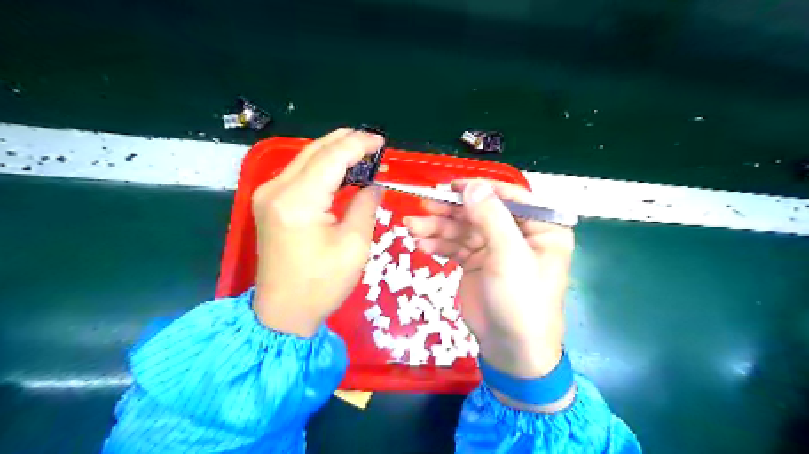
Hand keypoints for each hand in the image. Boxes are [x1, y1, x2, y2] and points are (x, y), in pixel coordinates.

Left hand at [252, 127, 386, 337]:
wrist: (283, 313)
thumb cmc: (321, 285)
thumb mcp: (354, 246)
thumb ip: (365, 207)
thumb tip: (374, 186)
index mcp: (298, 201)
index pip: (332, 158)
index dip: (359, 145)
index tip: (382, 143)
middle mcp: (276, 189)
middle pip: (315, 151)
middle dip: (346, 142)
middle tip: (374, 144)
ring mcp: (268, 195)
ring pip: (305, 158)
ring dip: (334, 152)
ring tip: (363, 153)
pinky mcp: (269, 203)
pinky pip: (299, 173)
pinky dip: (322, 167)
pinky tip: (341, 170)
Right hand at [408, 180, 570, 379]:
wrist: (511, 349)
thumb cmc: (521, 299)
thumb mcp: (509, 255)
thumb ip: (491, 217)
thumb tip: (472, 185)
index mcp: (540, 228)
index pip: (510, 197)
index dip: (481, 189)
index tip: (452, 186)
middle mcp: (518, 234)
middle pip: (481, 212)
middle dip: (451, 211)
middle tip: (424, 206)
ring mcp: (495, 249)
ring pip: (464, 229)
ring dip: (438, 227)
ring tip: (412, 227)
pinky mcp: (477, 264)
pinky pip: (456, 247)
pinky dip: (439, 244)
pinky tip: (421, 244)